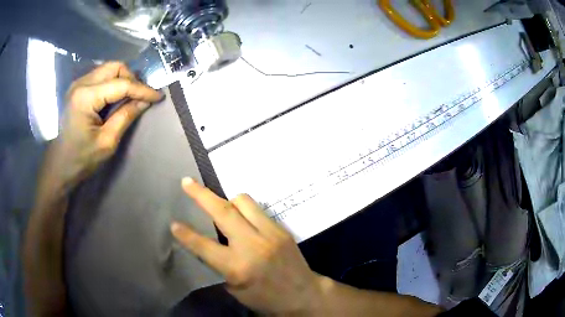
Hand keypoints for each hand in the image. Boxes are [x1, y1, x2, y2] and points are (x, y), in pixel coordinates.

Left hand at [45, 62, 162, 191]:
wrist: (60, 165)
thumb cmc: (81, 159)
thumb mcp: (107, 142)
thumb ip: (125, 116)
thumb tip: (144, 101)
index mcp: (86, 97)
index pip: (121, 84)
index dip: (142, 89)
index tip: (158, 96)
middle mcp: (81, 83)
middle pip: (114, 67)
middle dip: (131, 79)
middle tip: (139, 97)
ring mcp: (78, 84)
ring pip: (108, 69)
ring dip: (122, 80)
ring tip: (129, 98)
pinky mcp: (77, 89)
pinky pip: (100, 76)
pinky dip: (112, 83)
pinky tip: (115, 98)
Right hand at [171, 178, 323, 314]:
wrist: (302, 294)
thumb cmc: (265, 298)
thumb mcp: (235, 288)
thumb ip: (219, 264)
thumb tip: (207, 242)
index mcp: (237, 267)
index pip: (204, 246)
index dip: (186, 234)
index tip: (173, 223)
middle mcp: (252, 245)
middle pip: (223, 212)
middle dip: (201, 194)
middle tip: (187, 182)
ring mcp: (269, 234)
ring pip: (243, 202)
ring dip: (228, 201)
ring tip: (223, 208)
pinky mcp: (281, 229)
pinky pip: (258, 210)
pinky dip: (245, 210)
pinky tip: (244, 220)